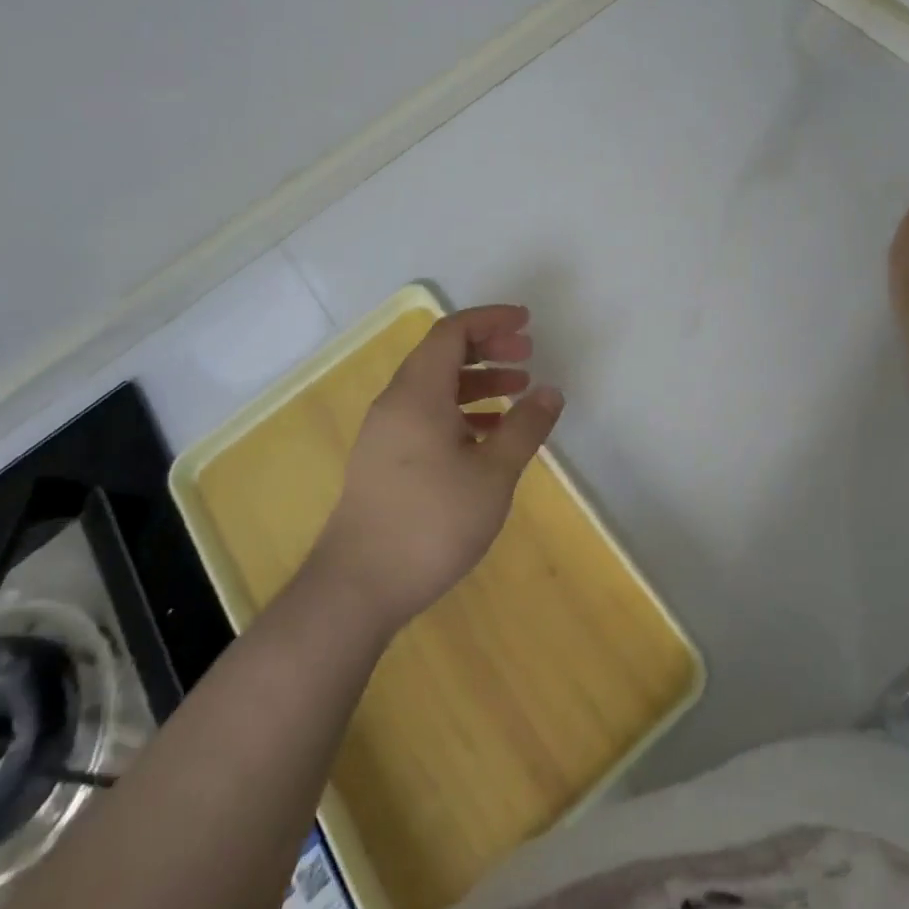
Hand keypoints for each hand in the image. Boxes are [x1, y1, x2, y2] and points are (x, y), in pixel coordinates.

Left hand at [309, 305, 563, 631]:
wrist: (357, 588)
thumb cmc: (431, 523)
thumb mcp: (493, 474)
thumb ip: (525, 427)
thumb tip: (551, 391)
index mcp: (418, 392)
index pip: (453, 332)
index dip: (491, 320)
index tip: (527, 323)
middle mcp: (396, 402)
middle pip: (442, 354)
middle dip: (487, 347)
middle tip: (526, 355)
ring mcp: (385, 431)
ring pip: (435, 386)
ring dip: (476, 380)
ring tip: (517, 392)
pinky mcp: (383, 460)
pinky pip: (425, 414)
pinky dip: (460, 410)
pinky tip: (487, 435)